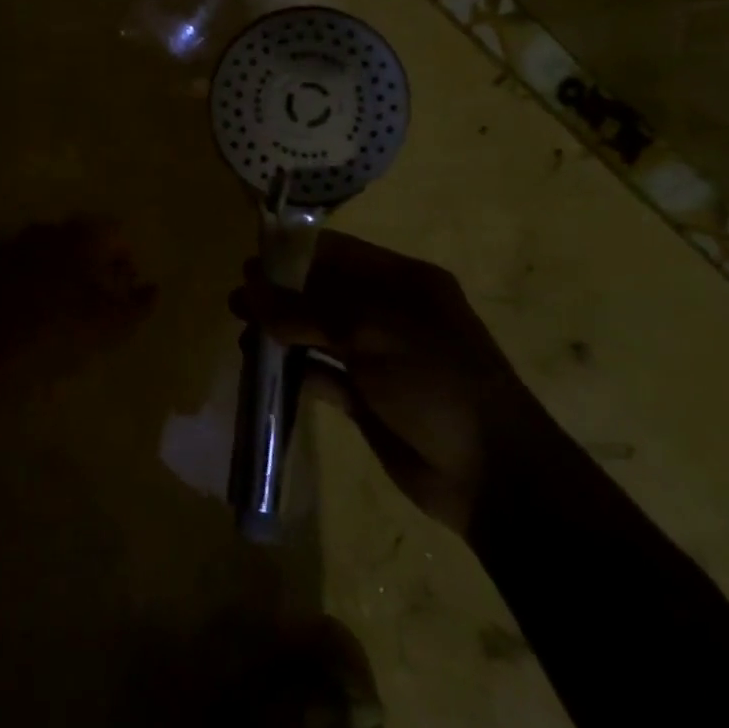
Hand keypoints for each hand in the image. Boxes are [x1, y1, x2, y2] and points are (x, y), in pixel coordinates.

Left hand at [0, 217, 156, 394]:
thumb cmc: (58, 331)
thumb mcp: (110, 326)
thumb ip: (138, 305)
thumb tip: (152, 290)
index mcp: (81, 235)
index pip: (114, 233)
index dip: (126, 258)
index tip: (128, 287)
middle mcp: (49, 230)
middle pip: (83, 241)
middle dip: (97, 266)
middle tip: (104, 300)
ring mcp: (17, 246)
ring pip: (54, 255)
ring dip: (68, 276)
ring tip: (73, 312)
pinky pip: (29, 270)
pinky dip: (41, 286)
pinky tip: (41, 317)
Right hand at [229, 231, 548, 533]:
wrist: (492, 474)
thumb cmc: (436, 382)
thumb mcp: (372, 333)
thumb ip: (307, 311)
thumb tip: (250, 290)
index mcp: (403, 283)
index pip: (339, 253)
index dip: (293, 254)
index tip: (250, 262)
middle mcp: (389, 313)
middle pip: (324, 293)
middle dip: (280, 295)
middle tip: (237, 302)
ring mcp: (379, 357)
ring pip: (319, 334)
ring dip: (282, 333)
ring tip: (241, 334)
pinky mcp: (368, 398)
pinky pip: (323, 375)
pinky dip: (294, 371)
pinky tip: (262, 371)